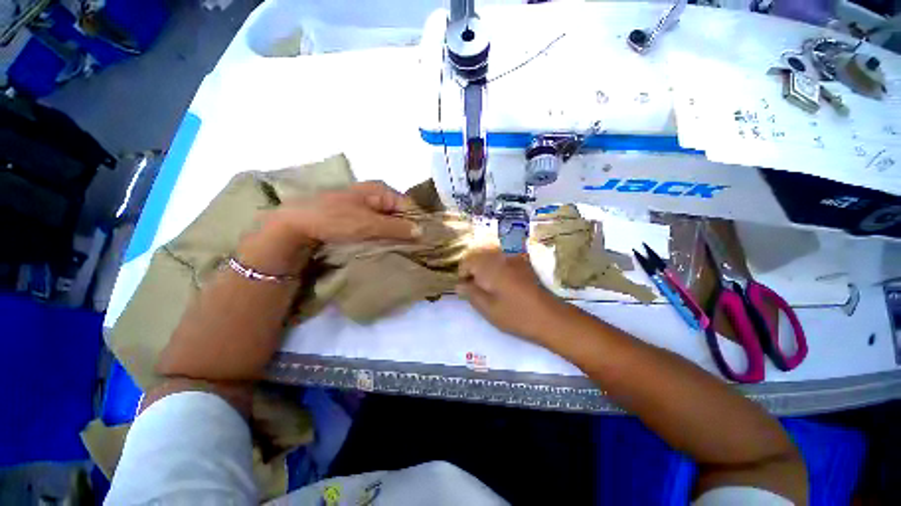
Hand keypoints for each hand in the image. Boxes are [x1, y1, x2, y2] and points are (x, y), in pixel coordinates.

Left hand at [237, 182, 419, 274]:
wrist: (297, 224)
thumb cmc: (336, 219)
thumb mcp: (370, 224)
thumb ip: (397, 227)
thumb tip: (422, 231)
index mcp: (381, 189)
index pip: (409, 206)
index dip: (416, 223)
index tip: (421, 241)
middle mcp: (375, 194)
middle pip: (399, 213)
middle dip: (405, 229)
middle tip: (411, 247)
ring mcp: (365, 204)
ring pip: (388, 220)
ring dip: (393, 233)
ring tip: (400, 248)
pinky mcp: (356, 215)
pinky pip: (377, 224)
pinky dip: (382, 233)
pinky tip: (384, 244)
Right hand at [457, 247, 565, 342]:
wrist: (549, 317)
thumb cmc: (515, 315)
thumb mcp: (487, 308)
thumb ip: (471, 293)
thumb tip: (459, 284)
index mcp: (490, 266)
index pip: (467, 261)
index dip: (463, 274)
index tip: (465, 288)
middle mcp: (501, 257)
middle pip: (479, 255)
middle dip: (473, 269)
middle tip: (475, 287)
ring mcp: (514, 258)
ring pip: (491, 256)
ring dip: (484, 267)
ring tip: (487, 285)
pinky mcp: (524, 263)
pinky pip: (504, 258)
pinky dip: (497, 266)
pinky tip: (502, 281)